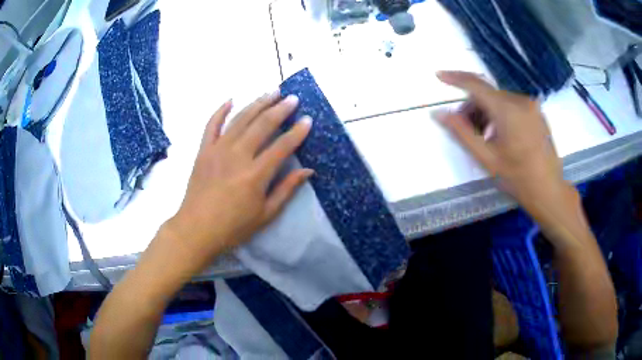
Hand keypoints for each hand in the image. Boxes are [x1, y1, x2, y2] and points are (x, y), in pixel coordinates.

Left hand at [164, 92, 312, 270]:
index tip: (307, 119)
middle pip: (262, 124)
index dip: (297, 131)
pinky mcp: (203, 150)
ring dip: (258, 103)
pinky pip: (211, 124)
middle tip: (292, 98)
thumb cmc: (233, 227)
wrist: (196, 229)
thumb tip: (308, 171)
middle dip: (280, 109)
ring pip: (241, 119)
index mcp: (256, 174)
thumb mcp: (266, 214)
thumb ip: (286, 190)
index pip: (282, 146)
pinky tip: (231, 100)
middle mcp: (238, 155)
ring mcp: (218, 150)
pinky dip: (221, 110)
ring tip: (272, 92)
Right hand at [436, 71, 579, 239]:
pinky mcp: (537, 112)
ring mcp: (531, 105)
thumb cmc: (518, 179)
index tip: (439, 75)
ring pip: (500, 100)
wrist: (549, 191)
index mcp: (508, 110)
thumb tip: (438, 114)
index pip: (476, 85)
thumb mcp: (486, 158)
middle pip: (488, 94)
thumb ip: (461, 133)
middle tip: (465, 129)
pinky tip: (500, 135)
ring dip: (486, 112)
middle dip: (472, 107)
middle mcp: (521, 100)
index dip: (455, 78)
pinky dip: (500, 114)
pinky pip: (512, 105)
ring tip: (484, 137)